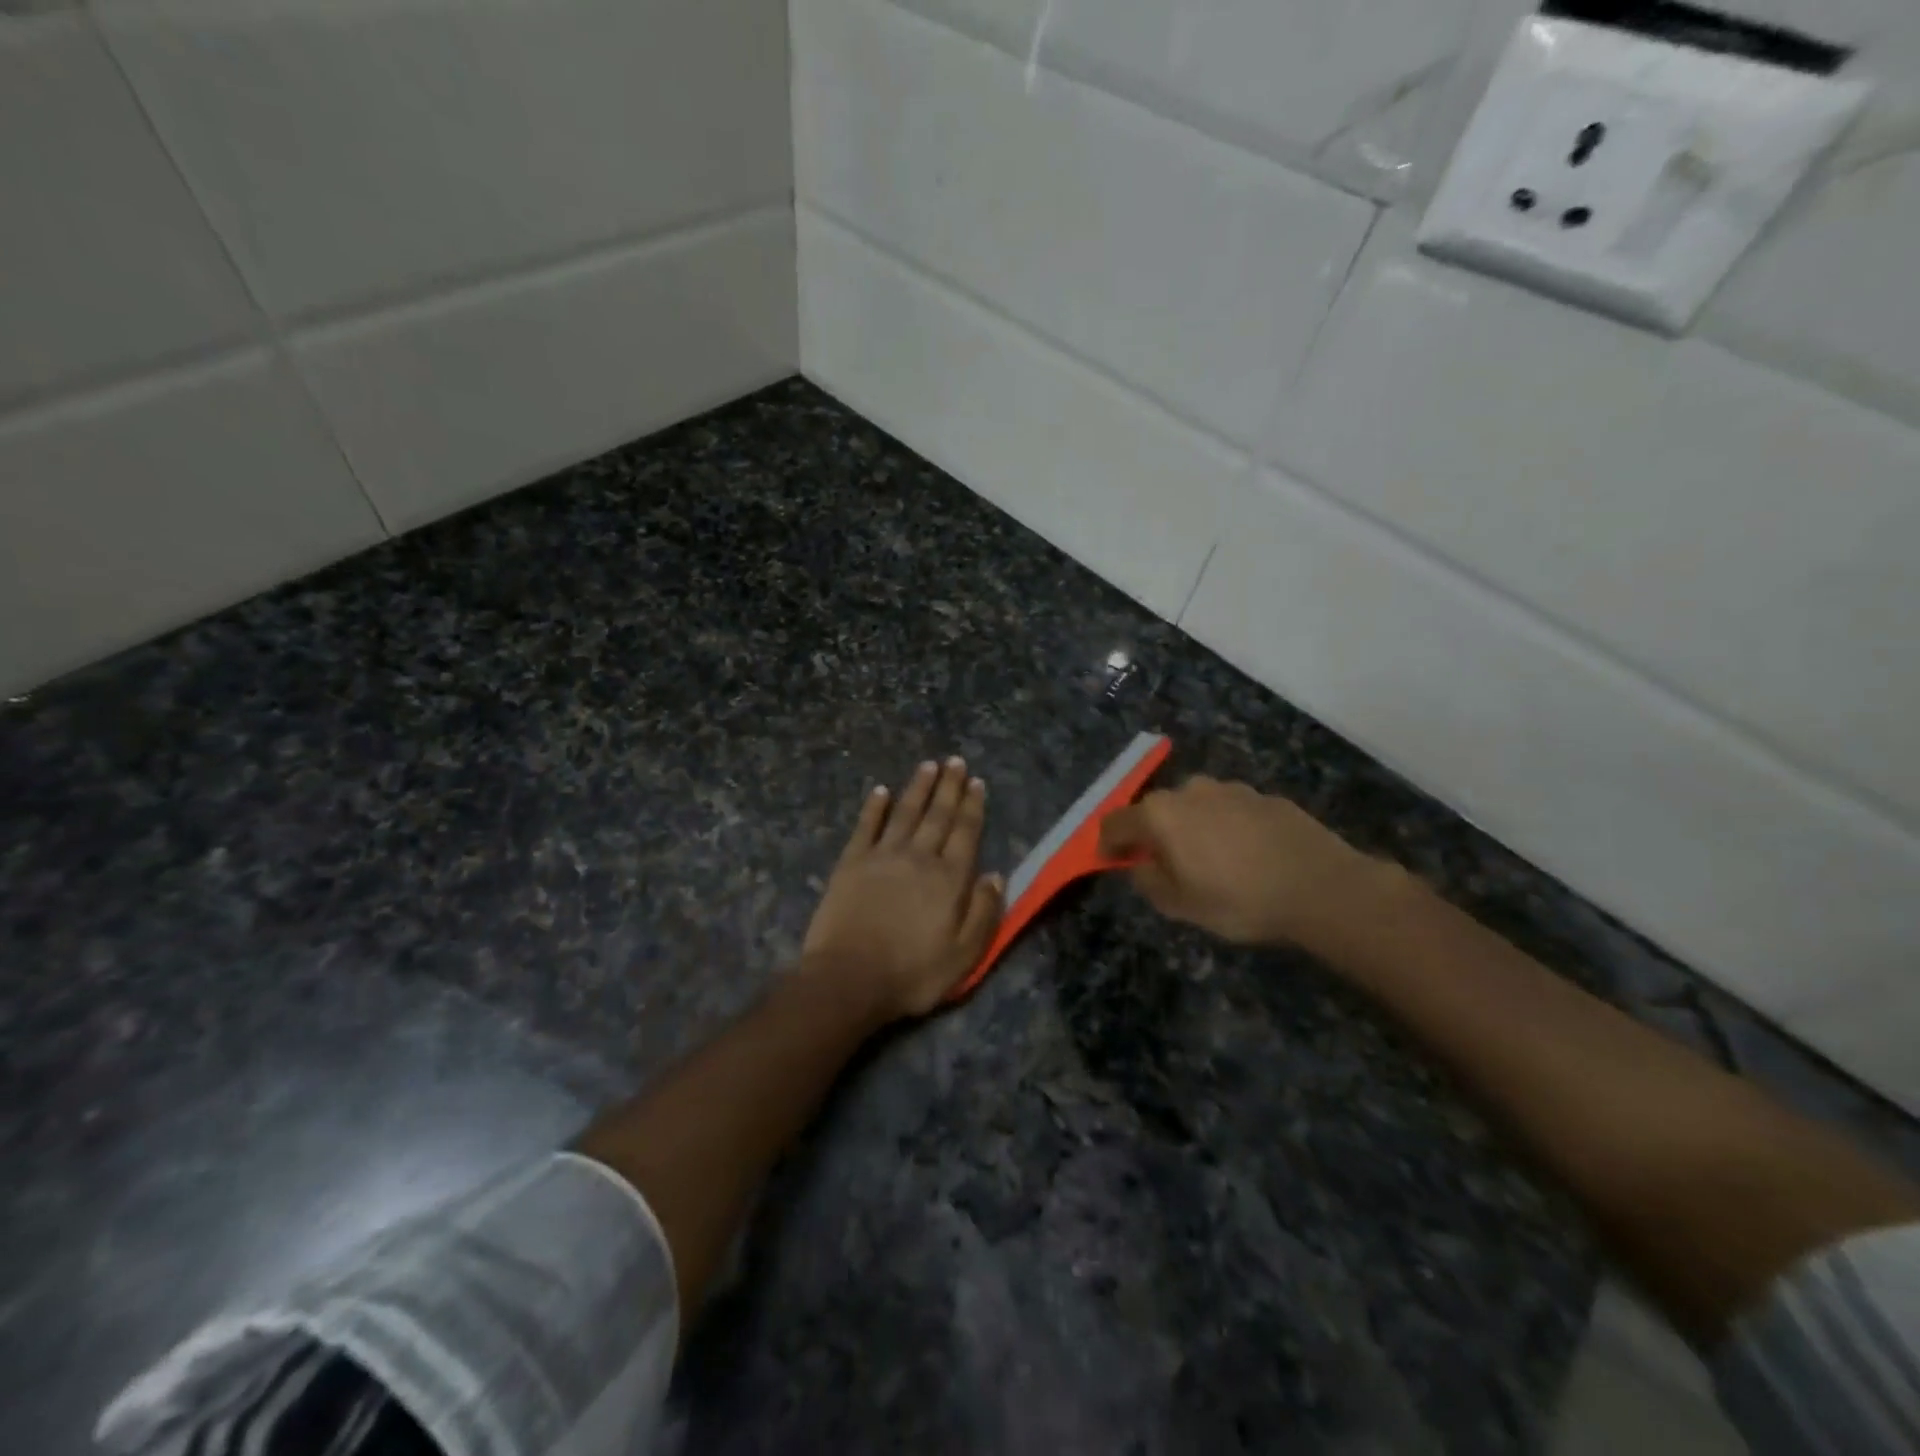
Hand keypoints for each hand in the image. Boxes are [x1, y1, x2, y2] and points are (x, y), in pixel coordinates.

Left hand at [802, 757, 1004, 1020]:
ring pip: (905, 812)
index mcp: (949, 878)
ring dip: (918, 787)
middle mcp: (919, 857)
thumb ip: (984, 912)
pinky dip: (874, 807)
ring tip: (928, 765)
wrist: (849, 978)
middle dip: (949, 786)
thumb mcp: (963, 954)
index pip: (965, 832)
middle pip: (937, 815)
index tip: (977, 782)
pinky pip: (866, 826)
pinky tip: (880, 790)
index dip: (972, 806)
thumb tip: (996, 875)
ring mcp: (883, 856)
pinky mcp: (852, 862)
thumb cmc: (912, 972)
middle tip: (955, 761)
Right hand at [1098, 776, 1379, 949]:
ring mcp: (1229, 789)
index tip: (1112, 863)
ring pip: (1194, 807)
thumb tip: (1141, 865)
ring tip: (1211, 862)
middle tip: (1166, 867)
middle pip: (1155, 811)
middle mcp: (1189, 790)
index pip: (1115, 823)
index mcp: (1160, 814)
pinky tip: (1246, 856)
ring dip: (1191, 829)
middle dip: (1153, 835)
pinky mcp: (1262, 796)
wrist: (1321, 886)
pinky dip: (1225, 828)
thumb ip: (1148, 881)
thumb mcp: (1180, 905)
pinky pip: (1229, 811)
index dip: (1107, 845)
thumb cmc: (1239, 899)